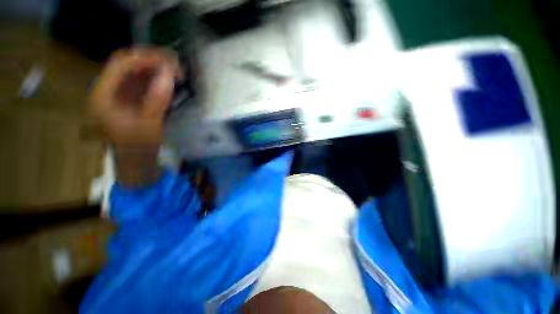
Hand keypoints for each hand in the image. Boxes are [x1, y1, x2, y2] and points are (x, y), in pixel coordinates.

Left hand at [90, 47, 181, 147]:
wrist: (136, 159)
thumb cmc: (139, 146)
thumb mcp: (149, 123)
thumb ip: (158, 98)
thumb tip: (169, 74)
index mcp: (103, 95)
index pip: (120, 65)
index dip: (144, 59)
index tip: (168, 61)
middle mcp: (108, 89)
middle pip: (126, 64)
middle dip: (150, 60)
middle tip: (174, 64)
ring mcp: (119, 92)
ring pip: (135, 71)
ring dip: (155, 68)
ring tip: (175, 70)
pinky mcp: (130, 97)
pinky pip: (142, 80)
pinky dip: (156, 77)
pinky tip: (169, 79)